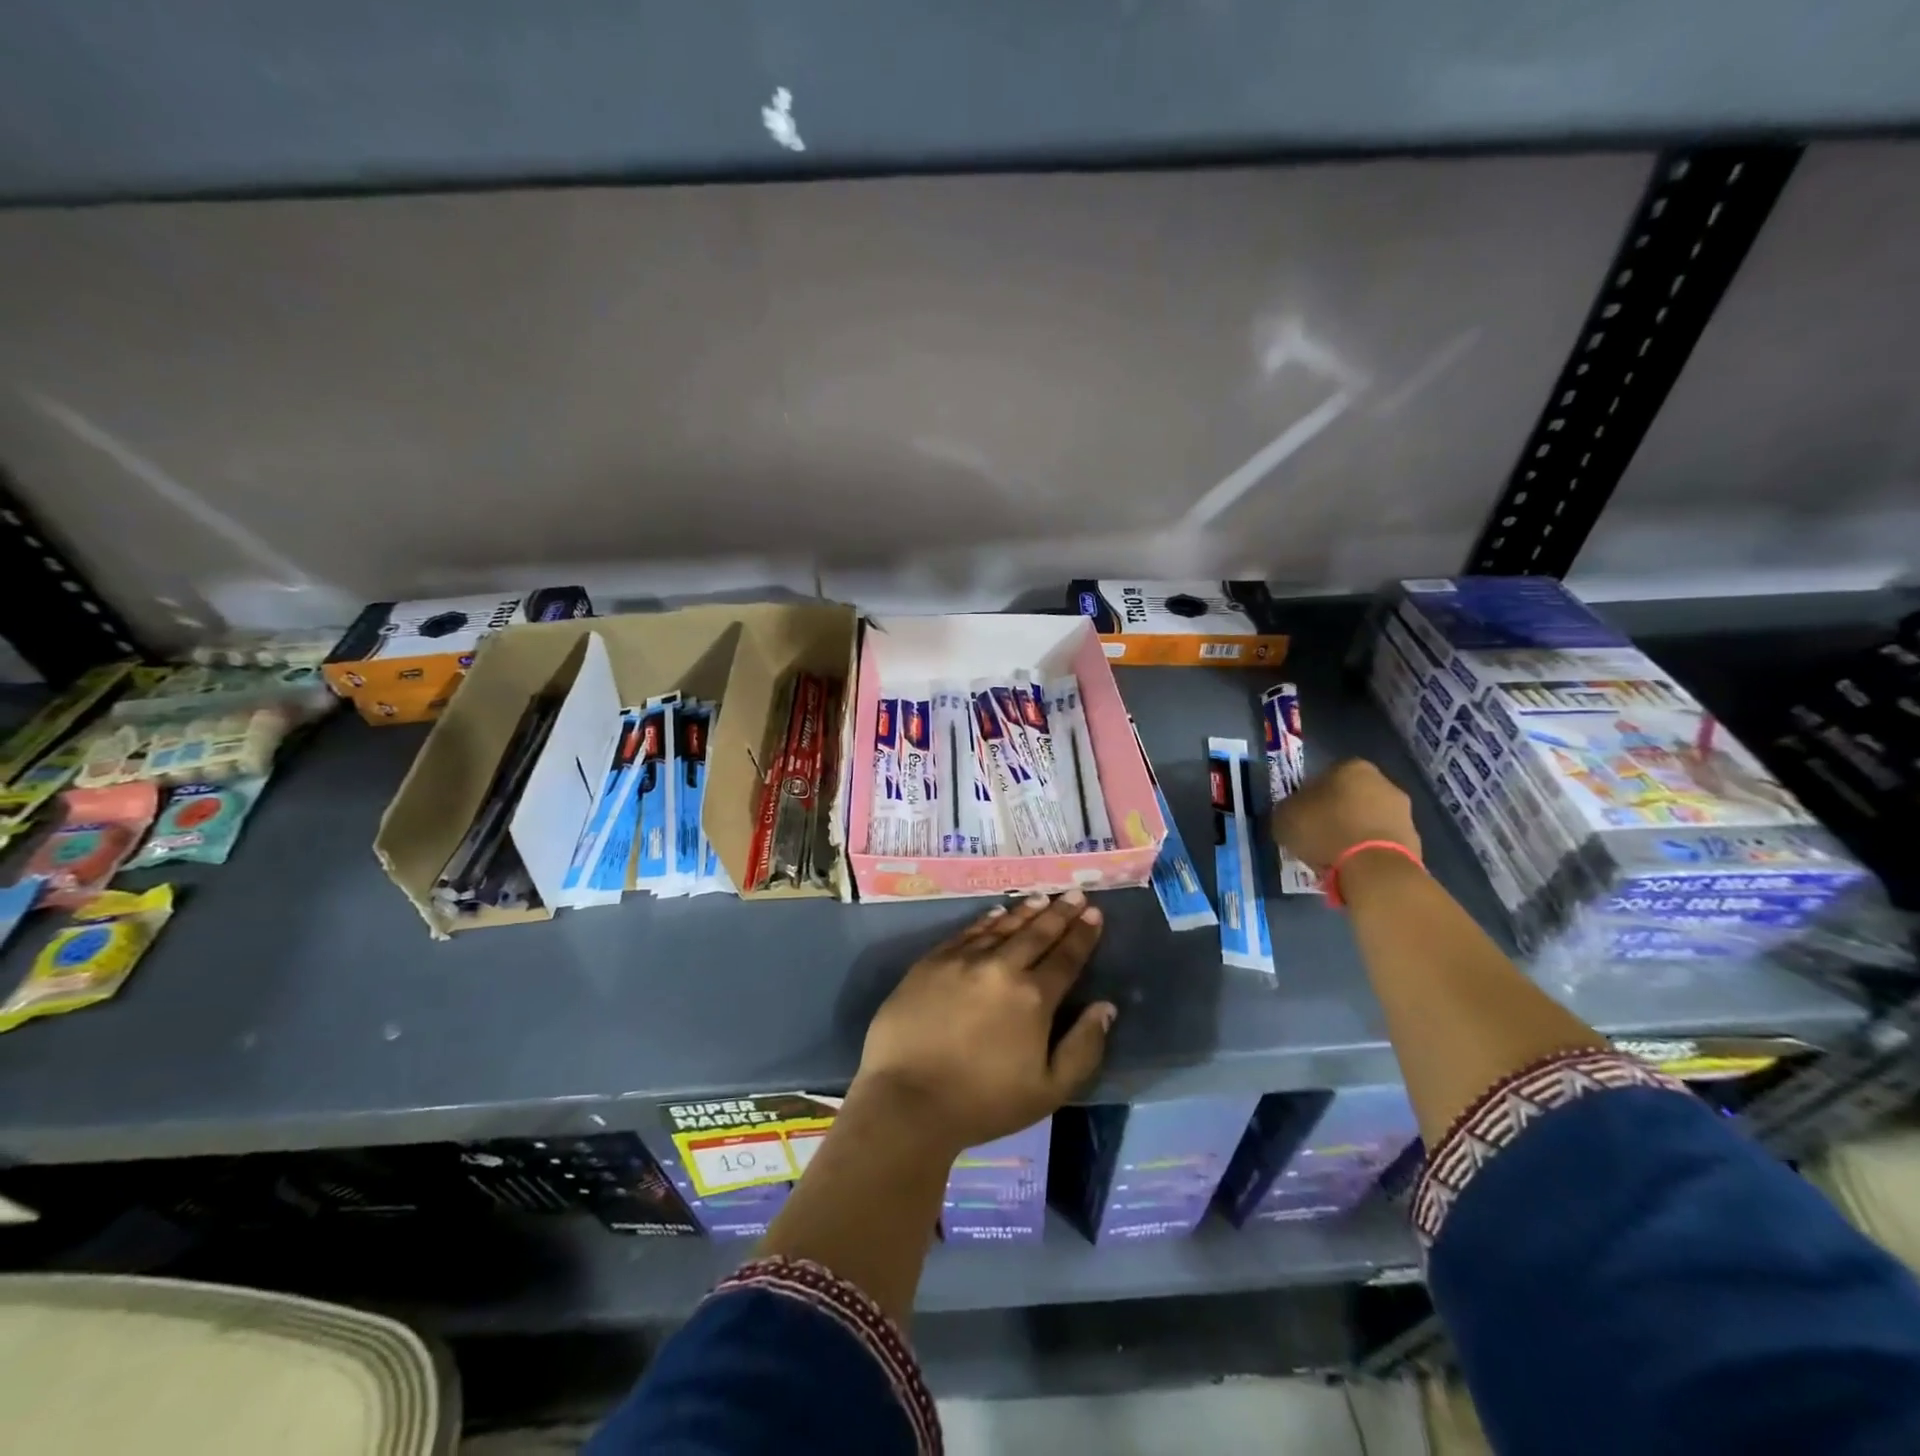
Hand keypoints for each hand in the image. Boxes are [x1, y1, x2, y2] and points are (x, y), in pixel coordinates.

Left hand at [852, 892, 1115, 1157]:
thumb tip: (1105, 1007)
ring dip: (1025, 911)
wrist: (908, 1100)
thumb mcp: (1049, 1090)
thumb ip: (1083, 1047)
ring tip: (1042, 898)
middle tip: (1074, 893)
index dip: (1082, 935)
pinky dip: (986, 920)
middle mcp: (1000, 968)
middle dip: (1059, 912)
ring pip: (1002, 927)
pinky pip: (967, 932)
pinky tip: (997, 912)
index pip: (1065, 957)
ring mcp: (963, 960)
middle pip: (1036, 933)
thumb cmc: (983, 1103)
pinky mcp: (931, 962)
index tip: (1094, 913)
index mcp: (1033, 998)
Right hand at [1272, 757, 1420, 871]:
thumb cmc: (1324, 831)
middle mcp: (1382, 781)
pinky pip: (1381, 841)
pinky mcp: (1414, 839)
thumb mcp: (1284, 817)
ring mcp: (1403, 811)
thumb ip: (1288, 809)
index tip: (1301, 816)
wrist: (1373, 867)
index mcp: (1351, 767)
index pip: (1324, 776)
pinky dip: (1369, 850)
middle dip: (1336, 813)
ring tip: (1335, 856)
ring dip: (1354, 832)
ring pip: (1368, 819)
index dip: (1310, 797)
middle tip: (1317, 835)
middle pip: (1351, 796)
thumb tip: (1293, 812)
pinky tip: (1354, 866)